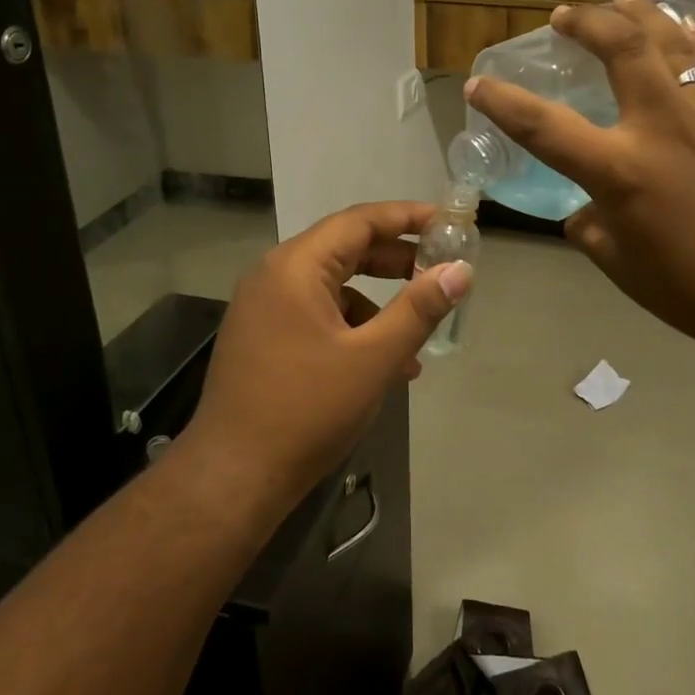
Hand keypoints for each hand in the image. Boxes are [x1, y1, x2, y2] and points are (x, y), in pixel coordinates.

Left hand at [182, 202, 472, 515]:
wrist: (234, 476)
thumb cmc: (308, 410)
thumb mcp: (374, 358)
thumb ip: (419, 309)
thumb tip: (460, 271)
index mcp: (296, 266)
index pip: (359, 221)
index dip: (407, 218)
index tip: (447, 223)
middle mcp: (274, 275)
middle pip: (344, 248)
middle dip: (396, 259)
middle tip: (440, 269)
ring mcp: (263, 307)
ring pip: (332, 285)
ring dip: (377, 301)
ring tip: (417, 331)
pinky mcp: (262, 336)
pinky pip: (315, 313)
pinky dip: (352, 326)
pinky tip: (382, 365)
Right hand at [465, 0, 694, 357]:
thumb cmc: (693, 288)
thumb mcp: (619, 264)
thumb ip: (590, 226)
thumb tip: (585, 207)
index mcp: (620, 170)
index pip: (543, 126)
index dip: (502, 102)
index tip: (477, 83)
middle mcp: (661, 124)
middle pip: (617, 46)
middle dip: (584, 21)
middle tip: (564, 16)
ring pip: (669, 36)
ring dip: (636, 12)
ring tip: (617, 2)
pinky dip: (688, 34)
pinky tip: (679, 28)